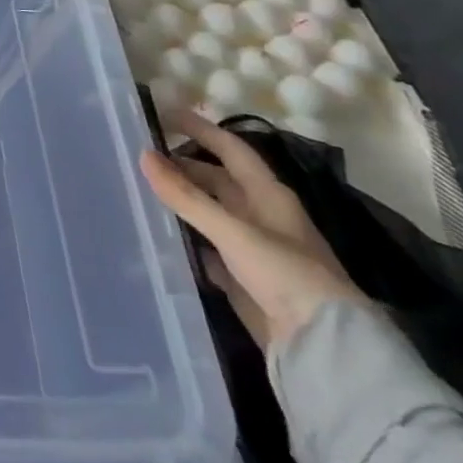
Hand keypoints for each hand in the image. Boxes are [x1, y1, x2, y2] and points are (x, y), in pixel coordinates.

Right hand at [140, 109, 365, 349]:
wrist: (323, 349)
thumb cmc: (286, 275)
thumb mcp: (233, 230)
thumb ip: (186, 195)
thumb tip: (143, 154)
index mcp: (267, 195)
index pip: (230, 148)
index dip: (200, 128)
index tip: (162, 112)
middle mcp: (260, 215)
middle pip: (216, 180)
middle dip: (182, 165)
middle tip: (138, 156)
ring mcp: (251, 248)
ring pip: (209, 213)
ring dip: (181, 201)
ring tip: (139, 189)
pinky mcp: (242, 278)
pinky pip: (206, 248)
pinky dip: (184, 238)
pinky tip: (159, 235)